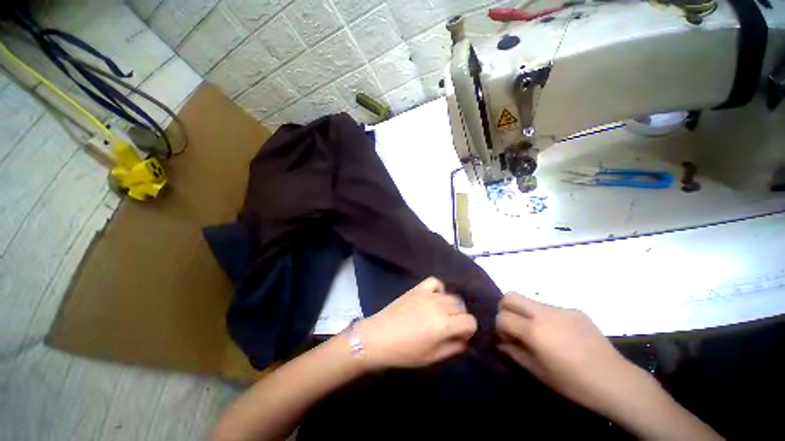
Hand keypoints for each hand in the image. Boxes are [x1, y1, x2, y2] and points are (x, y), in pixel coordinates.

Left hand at [356, 277, 476, 369]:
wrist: (378, 336)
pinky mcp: (417, 288)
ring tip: (441, 314)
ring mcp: (428, 294)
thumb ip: (453, 348)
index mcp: (444, 324)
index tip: (460, 337)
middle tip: (449, 328)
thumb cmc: (404, 352)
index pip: (470, 321)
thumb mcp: (431, 357)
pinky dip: (439, 289)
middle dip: (460, 318)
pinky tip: (433, 298)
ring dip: (451, 305)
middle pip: (461, 307)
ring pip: (451, 295)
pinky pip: (435, 282)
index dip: (469, 330)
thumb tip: (464, 341)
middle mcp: (439, 305)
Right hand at [495, 293, 644, 414]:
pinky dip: (545, 317)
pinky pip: (549, 308)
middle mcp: (544, 314)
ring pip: (530, 300)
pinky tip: (560, 336)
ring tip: (539, 334)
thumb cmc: (574, 384)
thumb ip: (514, 353)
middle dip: (506, 309)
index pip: (503, 317)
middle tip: (514, 326)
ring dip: (526, 313)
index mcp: (534, 332)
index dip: (500, 328)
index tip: (508, 339)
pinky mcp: (574, 310)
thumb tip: (501, 342)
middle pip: (510, 296)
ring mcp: (561, 309)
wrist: (616, 381)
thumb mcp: (538, 372)